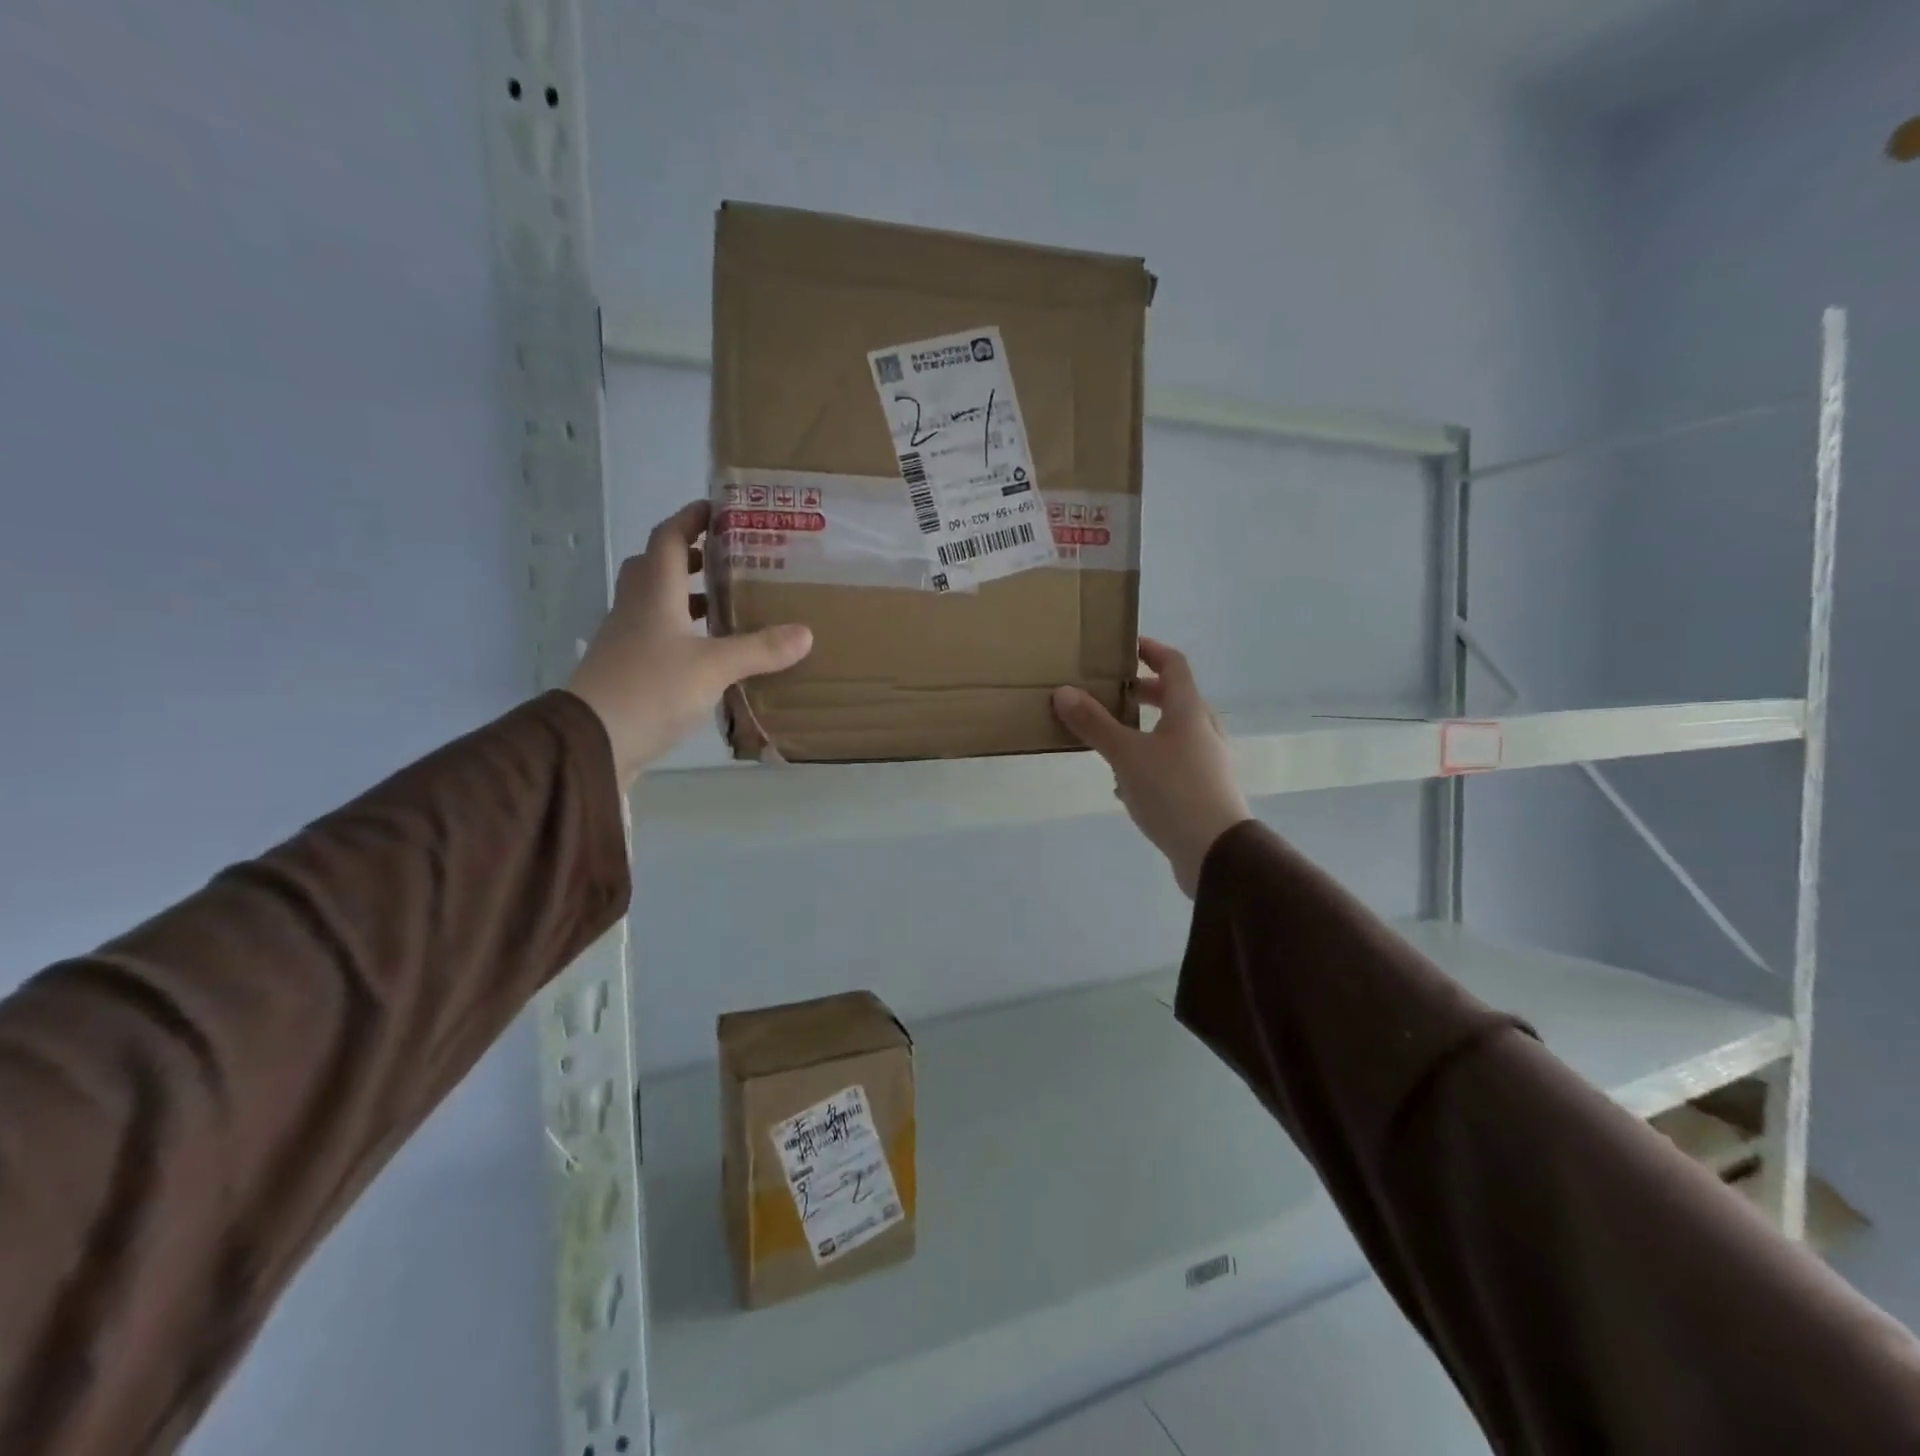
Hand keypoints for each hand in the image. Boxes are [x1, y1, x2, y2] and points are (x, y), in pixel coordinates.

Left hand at [567, 501, 811, 786]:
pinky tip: (707, 653)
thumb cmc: (651, 689)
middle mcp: (636, 609)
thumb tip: (805, 633)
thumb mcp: (714, 667)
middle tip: (725, 560)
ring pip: (655, 603)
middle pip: (655, 568)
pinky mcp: (627, 670)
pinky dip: (682, 633)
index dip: (690, 519)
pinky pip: (656, 637)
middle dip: (689, 558)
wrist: (593, 742)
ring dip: (686, 597)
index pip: (668, 539)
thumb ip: (759, 649)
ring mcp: (627, 640)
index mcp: (654, 593)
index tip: (717, 510)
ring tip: (725, 606)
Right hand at [1052, 639, 1251, 897]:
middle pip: (1177, 699)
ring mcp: (1209, 763)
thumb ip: (1095, 724)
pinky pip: (1174, 764)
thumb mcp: (1126, 755)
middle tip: (1115, 693)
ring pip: (1175, 734)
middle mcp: (1204, 731)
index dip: (1151, 650)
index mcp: (1190, 711)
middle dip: (1146, 693)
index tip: (1126, 646)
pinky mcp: (1204, 792)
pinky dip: (1151, 761)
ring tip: (1114, 739)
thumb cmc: (1172, 792)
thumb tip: (1063, 692)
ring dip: (1147, 729)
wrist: (1216, 853)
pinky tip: (1126, 785)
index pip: (1174, 665)